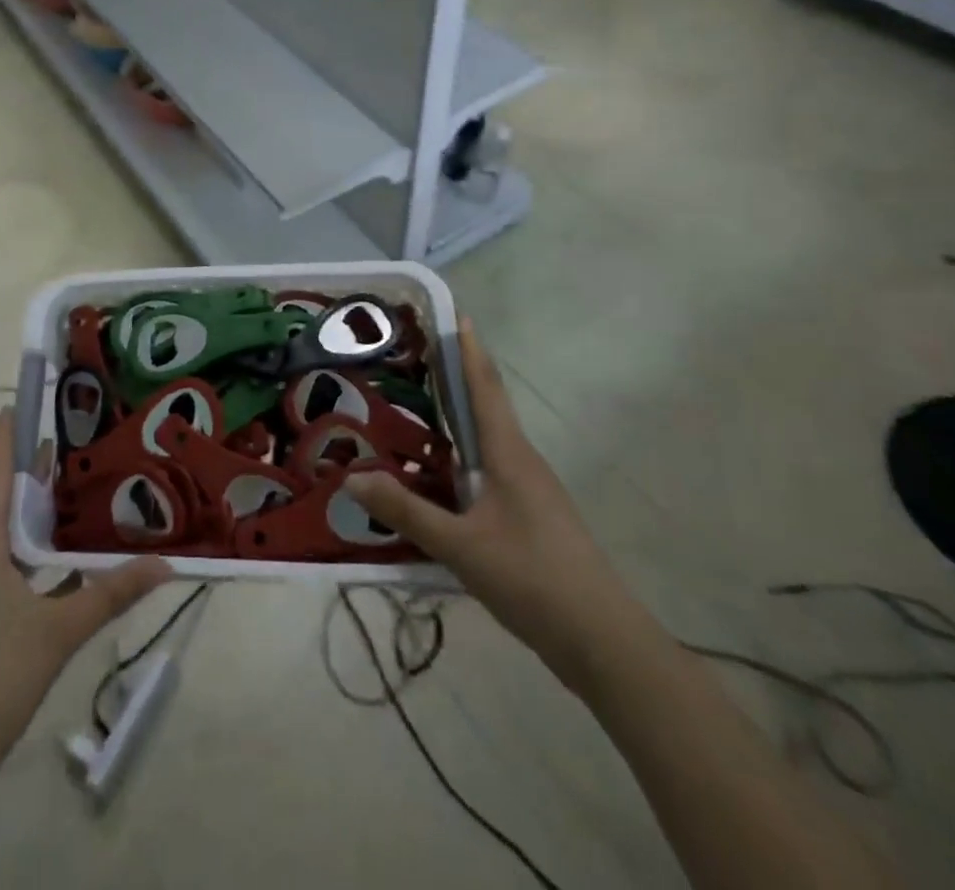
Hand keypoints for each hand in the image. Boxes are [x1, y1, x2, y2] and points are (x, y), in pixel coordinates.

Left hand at [0, 409, 170, 811]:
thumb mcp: (57, 633)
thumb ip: (110, 594)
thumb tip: (167, 563)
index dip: (6, 438)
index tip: (19, 402)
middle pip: (2, 501)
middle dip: (32, 470)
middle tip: (72, 439)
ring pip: (6, 537)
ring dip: (36, 513)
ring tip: (77, 489)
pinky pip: (8, 568)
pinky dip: (35, 553)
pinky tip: (65, 561)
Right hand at [344, 320, 643, 697]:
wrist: (603, 641)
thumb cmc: (533, 578)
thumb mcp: (461, 545)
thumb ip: (406, 510)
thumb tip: (351, 476)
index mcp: (509, 453)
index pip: (485, 386)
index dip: (469, 348)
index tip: (455, 313)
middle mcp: (521, 460)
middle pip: (485, 406)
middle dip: (455, 377)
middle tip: (414, 357)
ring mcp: (529, 490)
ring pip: (485, 442)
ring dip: (455, 420)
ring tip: (414, 410)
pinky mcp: (529, 518)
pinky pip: (487, 472)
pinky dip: (459, 459)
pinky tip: (435, 477)